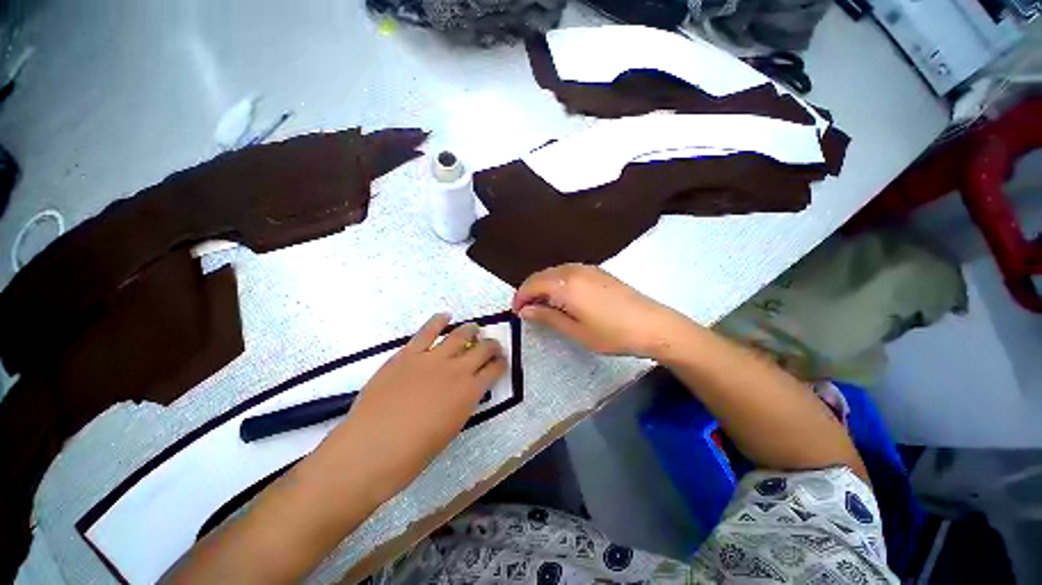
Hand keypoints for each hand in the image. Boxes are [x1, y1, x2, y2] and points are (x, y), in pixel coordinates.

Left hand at [320, 314, 505, 500]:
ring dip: (471, 329)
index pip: (494, 370)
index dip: (500, 364)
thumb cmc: (413, 453)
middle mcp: (457, 370)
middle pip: (483, 348)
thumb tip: (465, 391)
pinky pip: (427, 330)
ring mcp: (432, 358)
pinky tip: (445, 316)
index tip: (501, 362)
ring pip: (459, 334)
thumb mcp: (450, 429)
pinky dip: (438, 320)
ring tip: (474, 328)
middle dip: (492, 345)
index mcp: (469, 392)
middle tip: (492, 345)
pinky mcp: (409, 353)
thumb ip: (462, 404)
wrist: (371, 449)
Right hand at [513, 264, 692, 358]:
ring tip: (544, 307)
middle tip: (528, 312)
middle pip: (542, 275)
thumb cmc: (612, 333)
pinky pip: (568, 273)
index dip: (520, 297)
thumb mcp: (576, 331)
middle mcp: (574, 270)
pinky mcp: (598, 271)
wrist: (653, 325)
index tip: (517, 313)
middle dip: (530, 291)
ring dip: (544, 287)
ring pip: (555, 273)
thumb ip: (547, 317)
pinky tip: (563, 299)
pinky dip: (558, 283)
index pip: (532, 284)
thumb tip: (525, 310)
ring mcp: (588, 268)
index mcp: (565, 284)